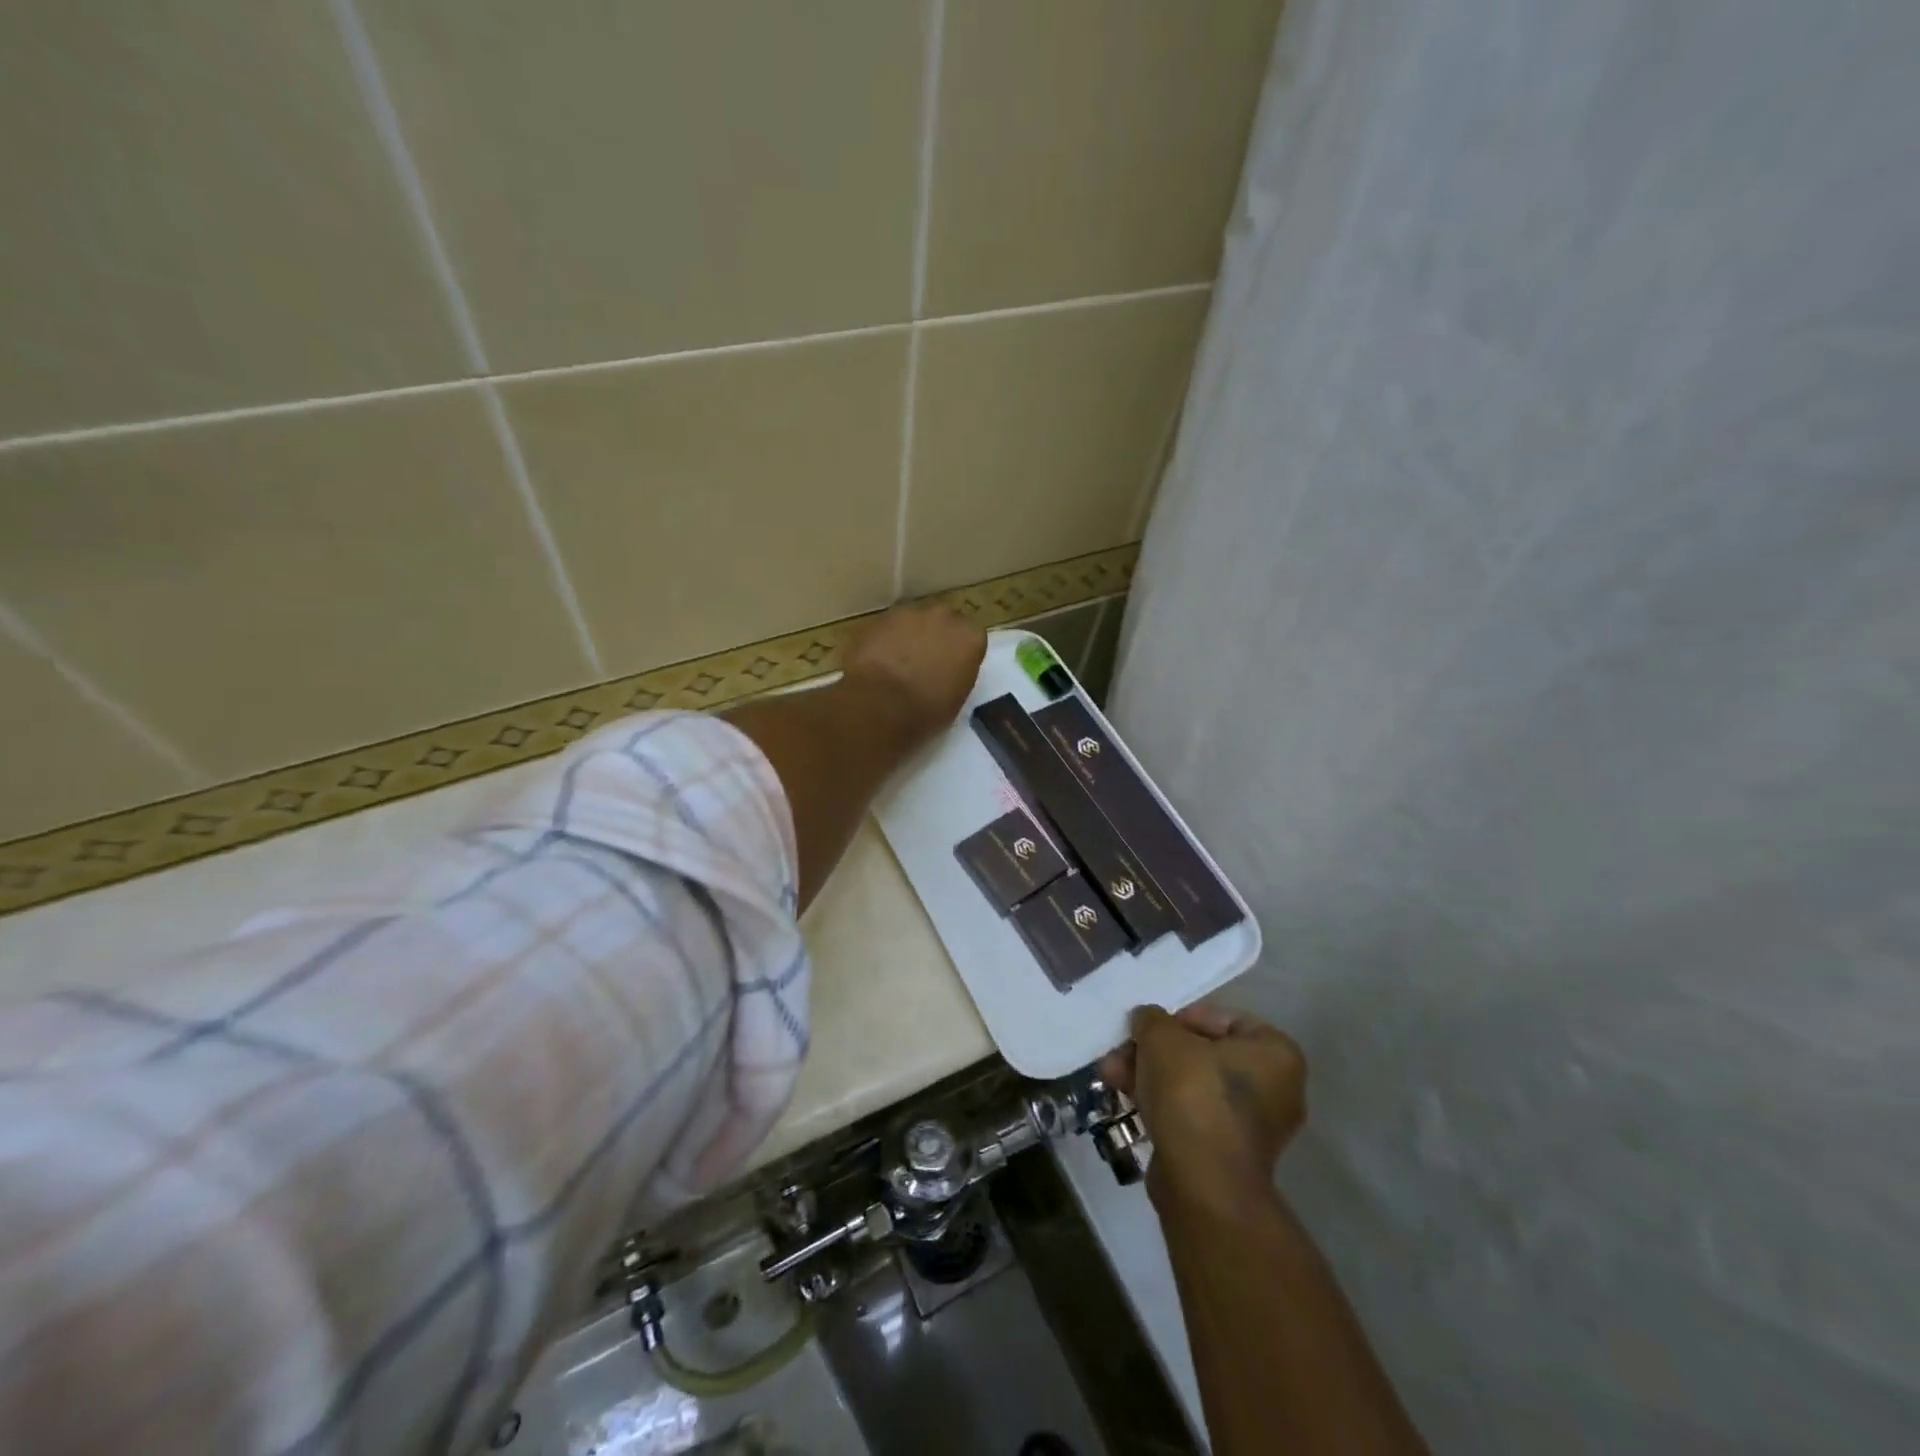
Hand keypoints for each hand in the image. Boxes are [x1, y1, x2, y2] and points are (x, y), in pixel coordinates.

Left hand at [842, 602, 986, 741]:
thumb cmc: (927, 710)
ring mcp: (910, 613)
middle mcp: (944, 616)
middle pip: (944, 620)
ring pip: (914, 620)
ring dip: (911, 635)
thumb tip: (947, 672)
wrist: (881, 704)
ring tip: (899, 661)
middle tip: (926, 661)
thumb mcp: (957, 698)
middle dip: (937, 636)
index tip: (952, 667)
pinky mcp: (880, 618)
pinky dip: (887, 639)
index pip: (972, 636)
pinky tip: (879, 660)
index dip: (961, 651)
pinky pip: (889, 626)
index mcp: (971, 637)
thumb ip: (957, 674)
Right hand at [1100, 1003, 1306, 1213]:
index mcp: (1275, 1054)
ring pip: (1192, 1085)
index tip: (1152, 1027)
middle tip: (1123, 1050)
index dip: (1182, 1017)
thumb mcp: (1162, 1038)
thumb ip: (1152, 1020)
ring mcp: (1253, 1126)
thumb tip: (1147, 1020)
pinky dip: (1162, 1104)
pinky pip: (1192, 1115)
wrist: (1202, 1183)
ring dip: (1150, 1075)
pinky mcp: (1228, 1154)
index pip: (1225, 1019)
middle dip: (1156, 1051)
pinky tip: (1126, 1100)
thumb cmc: (1192, 1094)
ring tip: (1111, 1074)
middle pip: (1203, 1054)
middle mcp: (1275, 1088)